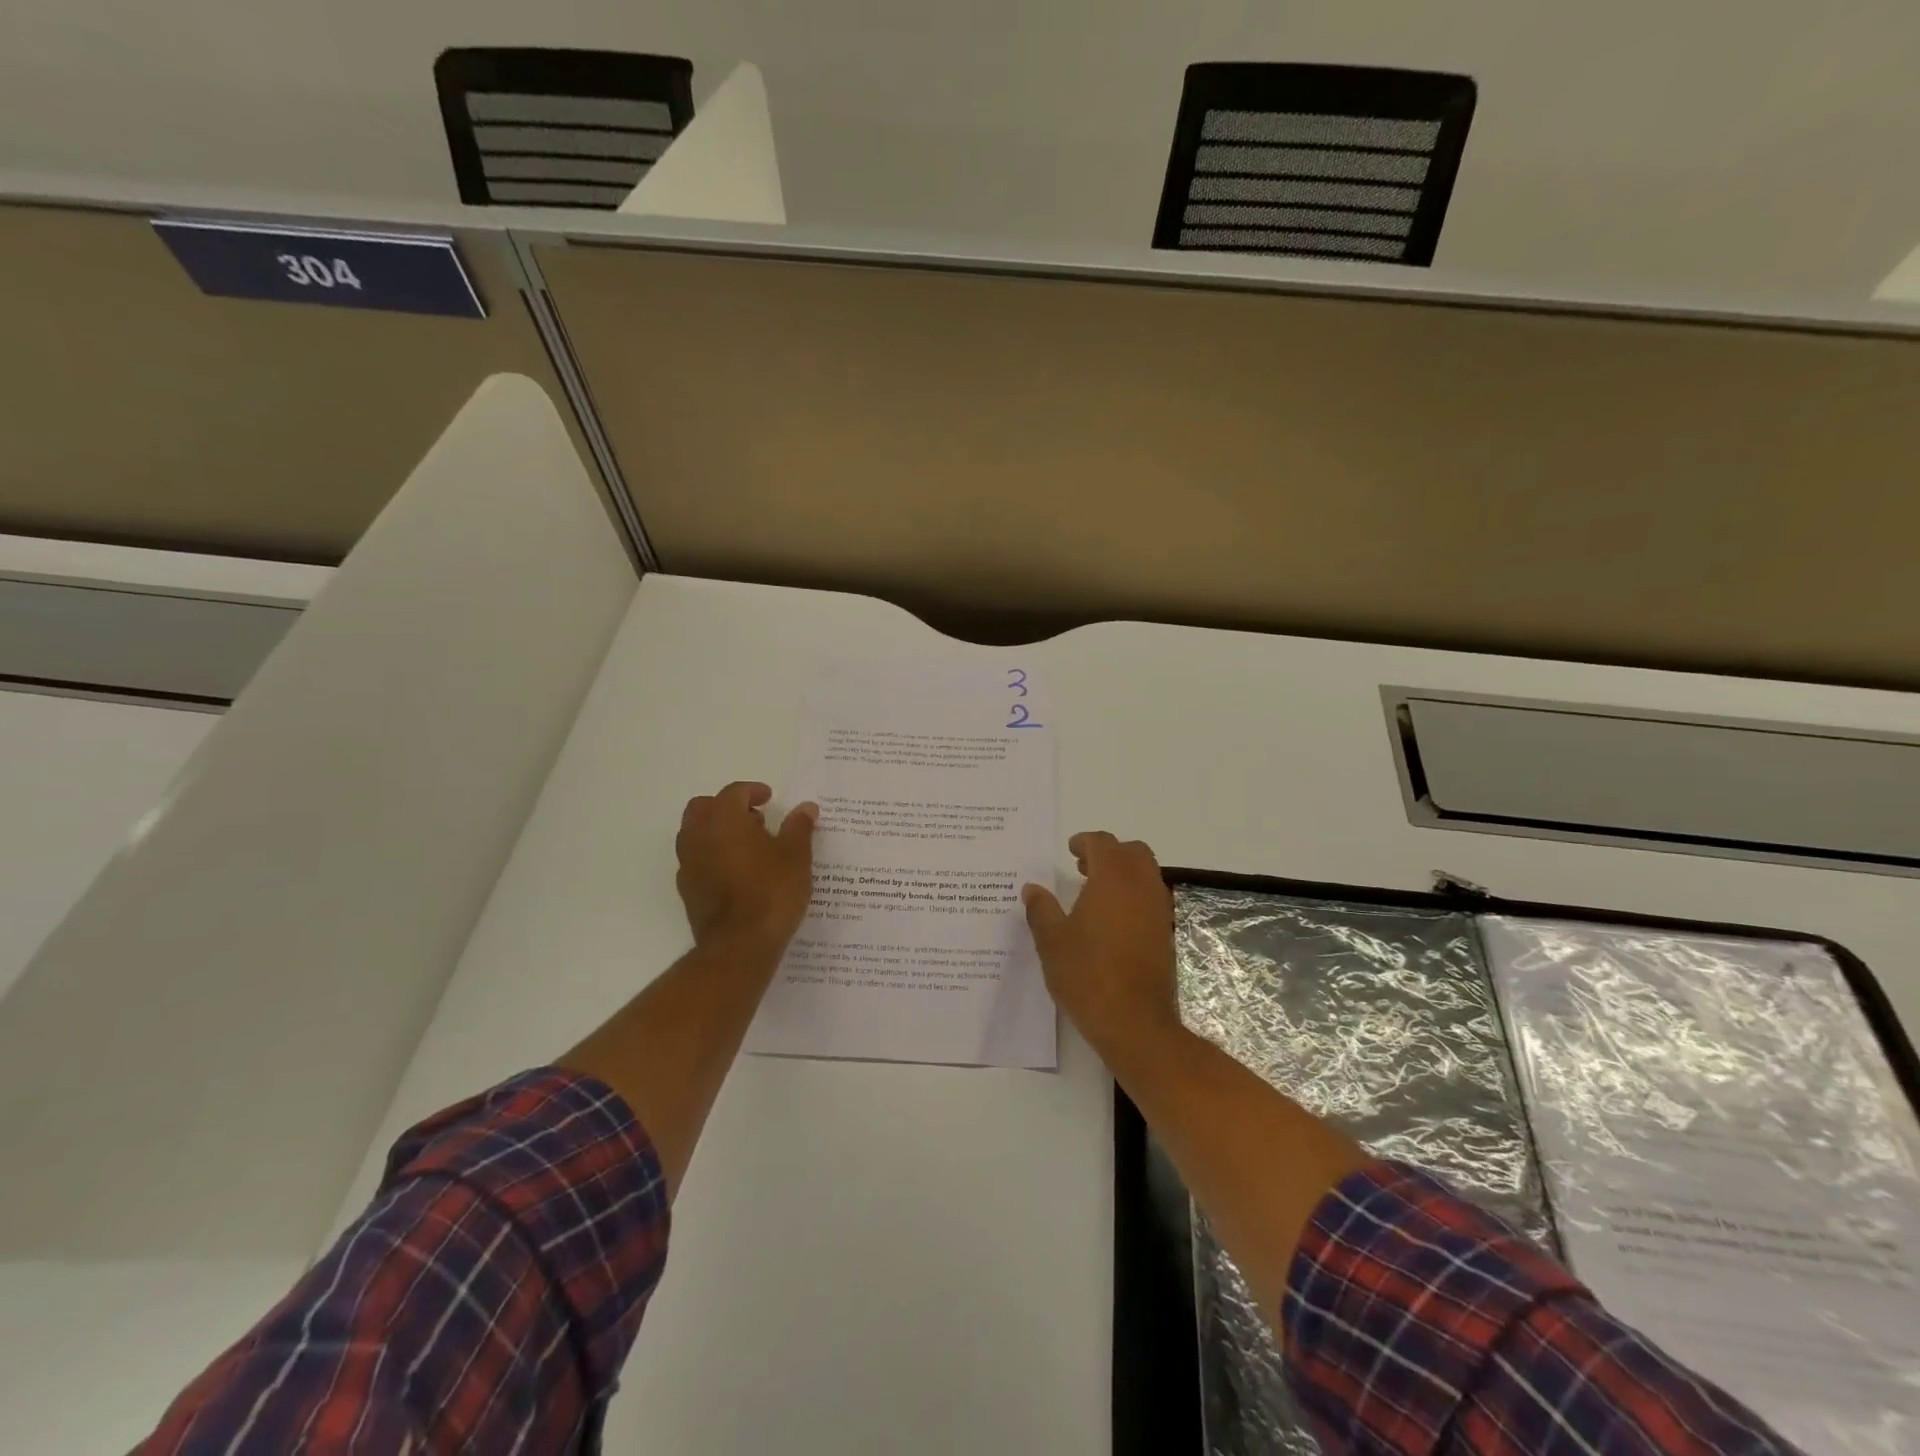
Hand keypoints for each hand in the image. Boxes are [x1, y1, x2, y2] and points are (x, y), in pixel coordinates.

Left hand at [676, 781, 817, 952]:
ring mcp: (688, 864)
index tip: (770, 798)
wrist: (740, 945)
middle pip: (704, 808)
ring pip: (695, 834)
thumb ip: (799, 827)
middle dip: (727, 807)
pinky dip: (713, 856)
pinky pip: (697, 860)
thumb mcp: (796, 855)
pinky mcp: (687, 890)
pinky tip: (737, 872)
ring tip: (749, 846)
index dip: (753, 791)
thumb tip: (806, 808)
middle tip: (755, 819)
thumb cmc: (772, 891)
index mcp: (723, 819)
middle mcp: (698, 836)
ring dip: (717, 832)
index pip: (734, 792)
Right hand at [1022, 832, 1181, 1062]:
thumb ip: (1041, 909)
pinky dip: (1134, 896)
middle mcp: (1142, 887)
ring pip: (1146, 874)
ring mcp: (1159, 911)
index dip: (1085, 842)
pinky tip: (1111, 921)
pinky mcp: (1166, 934)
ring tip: (1095, 894)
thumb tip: (1032, 889)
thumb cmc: (1087, 975)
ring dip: (1123, 874)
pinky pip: (1152, 899)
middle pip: (1132, 852)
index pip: (1103, 843)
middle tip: (1083, 867)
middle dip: (1109, 853)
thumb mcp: (1052, 941)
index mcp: (1113, 879)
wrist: (1134, 1023)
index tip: (1070, 850)